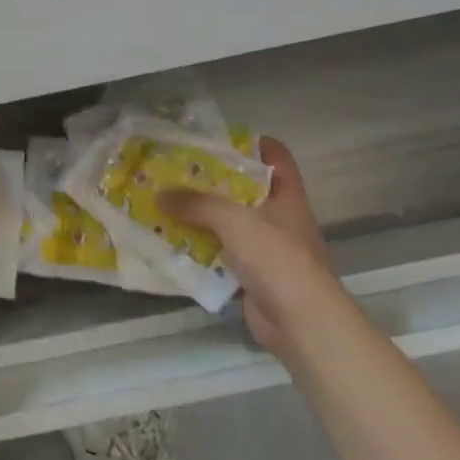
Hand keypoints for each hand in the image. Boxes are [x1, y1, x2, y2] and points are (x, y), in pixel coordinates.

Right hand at [158, 136, 345, 354]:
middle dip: (213, 182)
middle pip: (246, 192)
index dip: (254, 144)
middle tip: (177, 171)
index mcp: (287, 197)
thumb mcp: (235, 221)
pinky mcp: (252, 276)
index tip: (220, 139)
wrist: (300, 320)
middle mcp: (279, 219)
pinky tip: (172, 243)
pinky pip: (220, 256)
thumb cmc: (277, 258)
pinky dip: (200, 251)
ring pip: (230, 225)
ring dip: (202, 218)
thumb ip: (197, 204)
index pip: (277, 158)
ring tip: (166, 204)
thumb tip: (160, 193)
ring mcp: (266, 250)